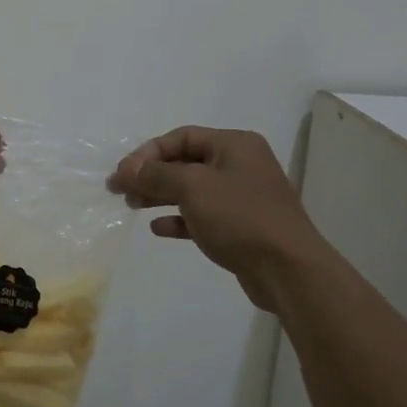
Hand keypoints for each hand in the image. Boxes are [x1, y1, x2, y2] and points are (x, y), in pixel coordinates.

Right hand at [108, 126, 325, 312]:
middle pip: (185, 162)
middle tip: (120, 190)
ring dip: (160, 195)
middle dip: (151, 174)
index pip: (182, 137)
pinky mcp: (240, 227)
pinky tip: (158, 228)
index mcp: (234, 145)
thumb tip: (127, 168)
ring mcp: (242, 197)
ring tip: (133, 206)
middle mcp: (240, 165)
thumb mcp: (193, 187)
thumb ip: (157, 174)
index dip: (148, 152)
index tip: (123, 173)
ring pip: (192, 190)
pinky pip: (202, 215)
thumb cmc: (240, 217)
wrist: (287, 269)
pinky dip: (179, 218)